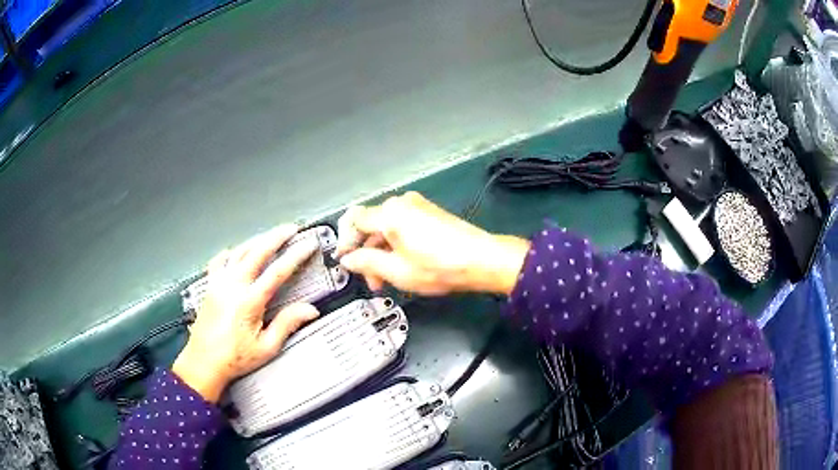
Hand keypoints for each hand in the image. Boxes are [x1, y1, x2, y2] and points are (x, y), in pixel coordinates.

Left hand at [172, 225, 319, 401]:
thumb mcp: (266, 347)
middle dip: (276, 236)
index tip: (308, 244)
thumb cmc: (234, 358)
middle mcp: (233, 286)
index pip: (278, 271)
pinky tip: (235, 252)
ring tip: (269, 236)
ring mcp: (219, 283)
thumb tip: (310, 310)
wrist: (203, 362)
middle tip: (291, 229)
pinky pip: (219, 261)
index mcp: (249, 301)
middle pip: (257, 251)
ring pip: (239, 252)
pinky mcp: (210, 286)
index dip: (296, 255)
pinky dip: (230, 253)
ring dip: (256, 241)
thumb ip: (287, 324)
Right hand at [336, 192, 529, 295]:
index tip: (346, 262)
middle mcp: (402, 203)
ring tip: (389, 279)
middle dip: (367, 254)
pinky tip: (404, 266)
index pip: (353, 221)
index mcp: (389, 213)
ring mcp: (418, 206)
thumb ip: (366, 262)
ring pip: (387, 228)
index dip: (345, 242)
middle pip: (371, 225)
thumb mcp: (396, 270)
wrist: (483, 260)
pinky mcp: (430, 213)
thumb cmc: (438, 267)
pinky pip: (403, 226)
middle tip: (373, 281)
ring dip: (383, 252)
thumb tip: (348, 259)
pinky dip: (397, 245)